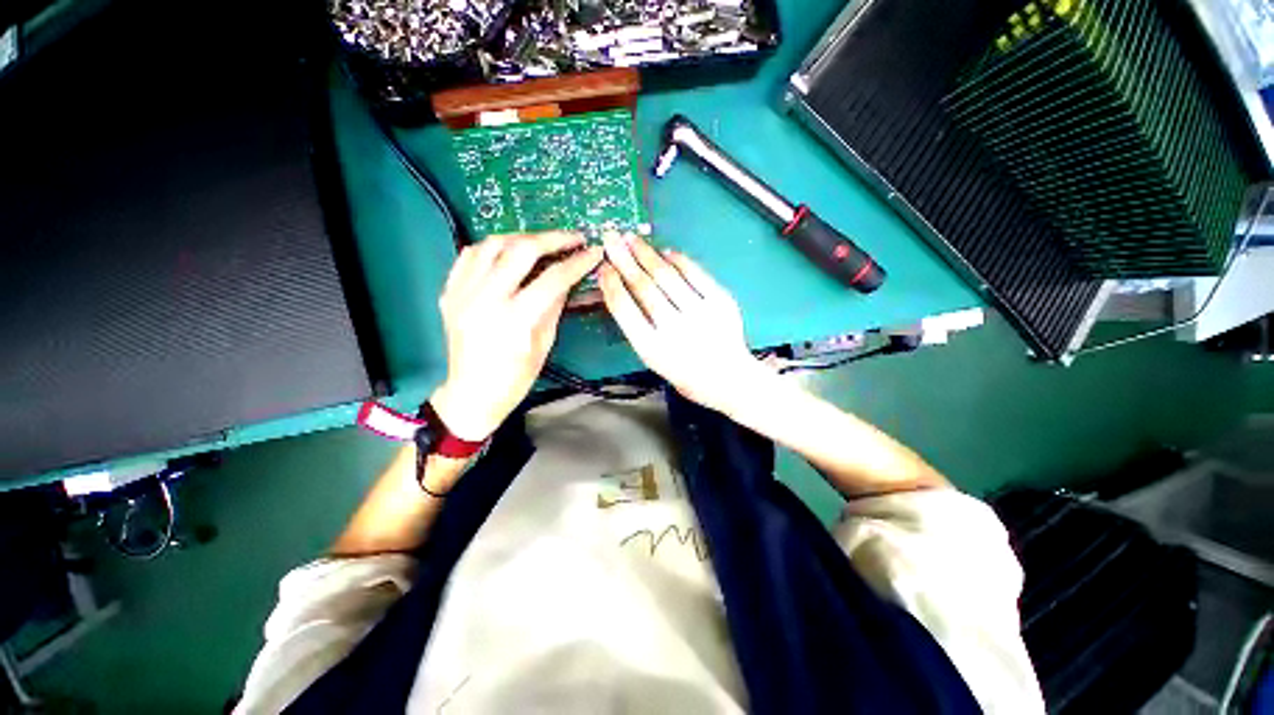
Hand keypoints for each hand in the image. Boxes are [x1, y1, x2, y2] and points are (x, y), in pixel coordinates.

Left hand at [431, 232, 602, 439]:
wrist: (471, 394)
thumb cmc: (515, 379)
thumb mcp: (543, 345)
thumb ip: (554, 306)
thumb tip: (567, 278)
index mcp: (515, 320)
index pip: (553, 278)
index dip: (578, 262)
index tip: (593, 252)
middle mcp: (485, 299)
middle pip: (521, 250)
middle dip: (553, 238)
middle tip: (572, 238)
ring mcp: (462, 293)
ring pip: (492, 244)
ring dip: (522, 238)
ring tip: (542, 243)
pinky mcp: (449, 292)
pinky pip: (469, 255)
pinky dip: (492, 248)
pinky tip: (508, 253)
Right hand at [598, 231, 763, 412]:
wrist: (728, 378)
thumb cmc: (684, 371)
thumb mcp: (653, 357)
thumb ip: (637, 327)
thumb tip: (623, 288)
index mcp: (652, 349)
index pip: (625, 309)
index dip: (611, 284)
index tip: (604, 267)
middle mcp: (675, 330)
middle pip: (644, 287)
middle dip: (624, 260)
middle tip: (611, 238)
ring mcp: (700, 314)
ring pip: (667, 277)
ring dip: (647, 254)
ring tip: (632, 239)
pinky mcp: (721, 302)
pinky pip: (695, 273)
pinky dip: (678, 260)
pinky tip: (665, 252)